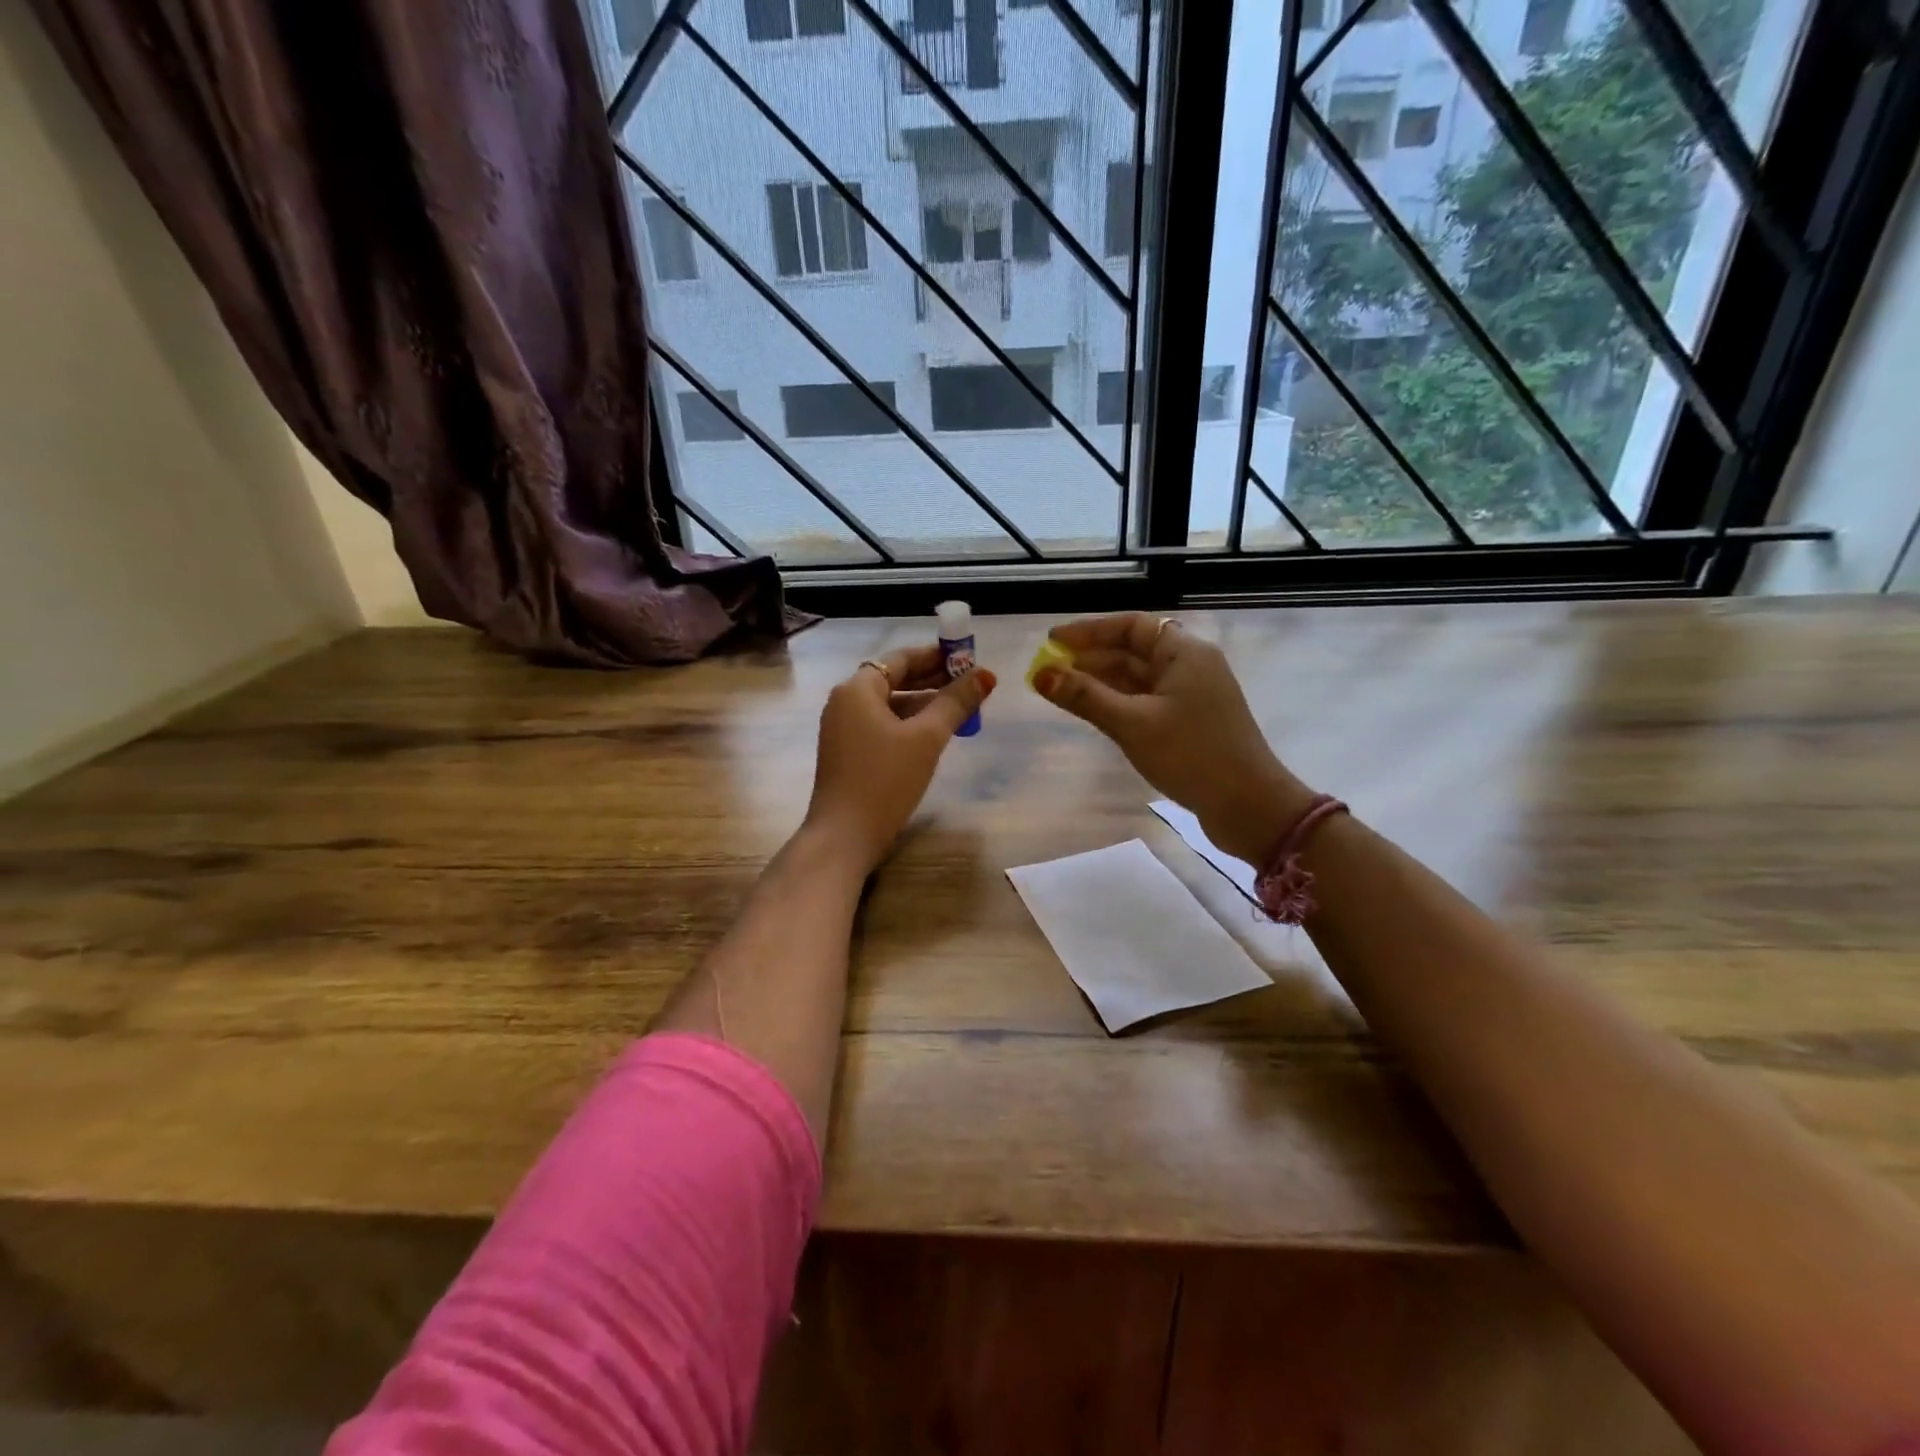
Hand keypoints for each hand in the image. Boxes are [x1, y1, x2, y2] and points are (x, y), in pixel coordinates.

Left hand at [804, 644, 996, 875]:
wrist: (844, 836)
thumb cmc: (885, 780)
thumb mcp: (927, 738)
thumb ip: (956, 703)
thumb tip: (986, 675)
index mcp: (858, 689)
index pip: (900, 658)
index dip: (936, 656)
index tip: (967, 659)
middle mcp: (845, 702)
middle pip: (894, 679)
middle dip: (933, 680)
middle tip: (971, 684)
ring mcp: (843, 729)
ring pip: (890, 705)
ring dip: (924, 704)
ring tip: (961, 709)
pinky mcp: (848, 754)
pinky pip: (883, 726)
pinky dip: (909, 724)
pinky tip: (935, 735)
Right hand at [1033, 613, 1314, 864]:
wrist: (1249, 806)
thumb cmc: (1191, 755)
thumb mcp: (1132, 724)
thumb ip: (1085, 697)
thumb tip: (1040, 674)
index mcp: (1184, 652)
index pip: (1130, 626)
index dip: (1089, 631)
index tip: (1052, 643)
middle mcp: (1190, 665)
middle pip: (1133, 650)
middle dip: (1090, 658)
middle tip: (1048, 672)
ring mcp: (1192, 695)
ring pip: (1139, 678)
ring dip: (1101, 682)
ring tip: (1062, 691)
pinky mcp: (1190, 722)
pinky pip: (1147, 700)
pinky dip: (1119, 702)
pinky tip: (1093, 712)